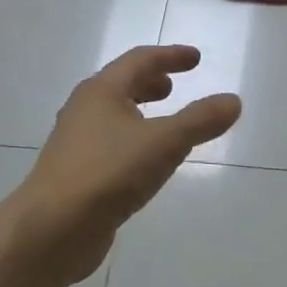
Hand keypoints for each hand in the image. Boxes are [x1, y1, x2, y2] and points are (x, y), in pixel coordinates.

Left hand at [13, 46, 240, 280]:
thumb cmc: (109, 174)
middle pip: (121, 85)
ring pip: (114, 115)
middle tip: (174, 86)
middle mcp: (84, 110)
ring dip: (140, 109)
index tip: (196, 58)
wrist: (52, 230)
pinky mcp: (77, 172)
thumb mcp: (166, 142)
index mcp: (102, 92)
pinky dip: (134, 137)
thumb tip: (233, 101)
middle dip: (150, 82)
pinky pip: (111, 142)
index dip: (170, 56)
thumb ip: (201, 120)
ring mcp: (77, 143)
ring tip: (164, 120)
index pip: (140, 60)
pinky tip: (146, 159)